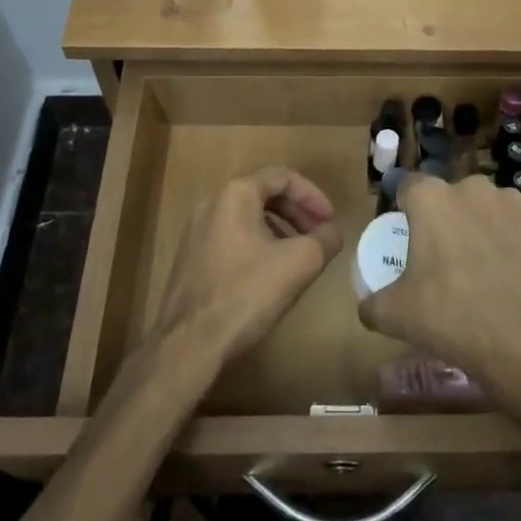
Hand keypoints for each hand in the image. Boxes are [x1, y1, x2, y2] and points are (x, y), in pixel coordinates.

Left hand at [154, 167, 341, 366]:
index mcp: (235, 195)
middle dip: (296, 213)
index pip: (282, 177)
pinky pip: (230, 240)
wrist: (188, 344)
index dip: (313, 195)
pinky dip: (256, 246)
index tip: (330, 220)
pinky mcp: (189, 260)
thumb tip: (331, 232)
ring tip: (298, 258)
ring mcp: (195, 233)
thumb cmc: (246, 294)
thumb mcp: (300, 263)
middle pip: (263, 195)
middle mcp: (211, 204)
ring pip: (246, 219)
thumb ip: (325, 239)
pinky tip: (268, 277)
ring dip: (278, 231)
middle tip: (318, 236)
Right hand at [357, 176, 520, 400]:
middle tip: (443, 259)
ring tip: (482, 269)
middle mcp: (471, 188)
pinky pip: (518, 228)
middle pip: (450, 197)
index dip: (404, 209)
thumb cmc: (452, 316)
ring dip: (481, 228)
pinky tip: (512, 275)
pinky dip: (513, 243)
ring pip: (487, 209)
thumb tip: (367, 306)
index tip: (406, 237)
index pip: (408, 186)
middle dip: (445, 219)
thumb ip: (372, 303)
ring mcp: (512, 203)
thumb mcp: (394, 315)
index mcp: (431, 198)